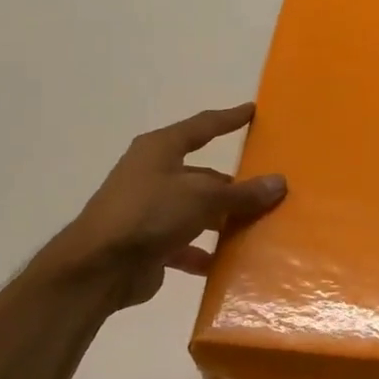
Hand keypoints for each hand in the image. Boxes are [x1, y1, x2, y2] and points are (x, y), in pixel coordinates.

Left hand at [40, 103, 286, 309]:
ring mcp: (149, 210)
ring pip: (196, 211)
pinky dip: (203, 252)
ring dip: (221, 221)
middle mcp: (153, 174)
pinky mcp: (148, 243)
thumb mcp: (202, 197)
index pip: (202, 126)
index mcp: (160, 149)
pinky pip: (185, 244)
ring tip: (255, 229)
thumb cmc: (149, 214)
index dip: (228, 119)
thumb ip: (241, 193)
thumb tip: (280, 182)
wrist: (98, 267)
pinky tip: (227, 264)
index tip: (252, 111)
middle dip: (232, 186)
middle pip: (202, 175)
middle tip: (267, 191)